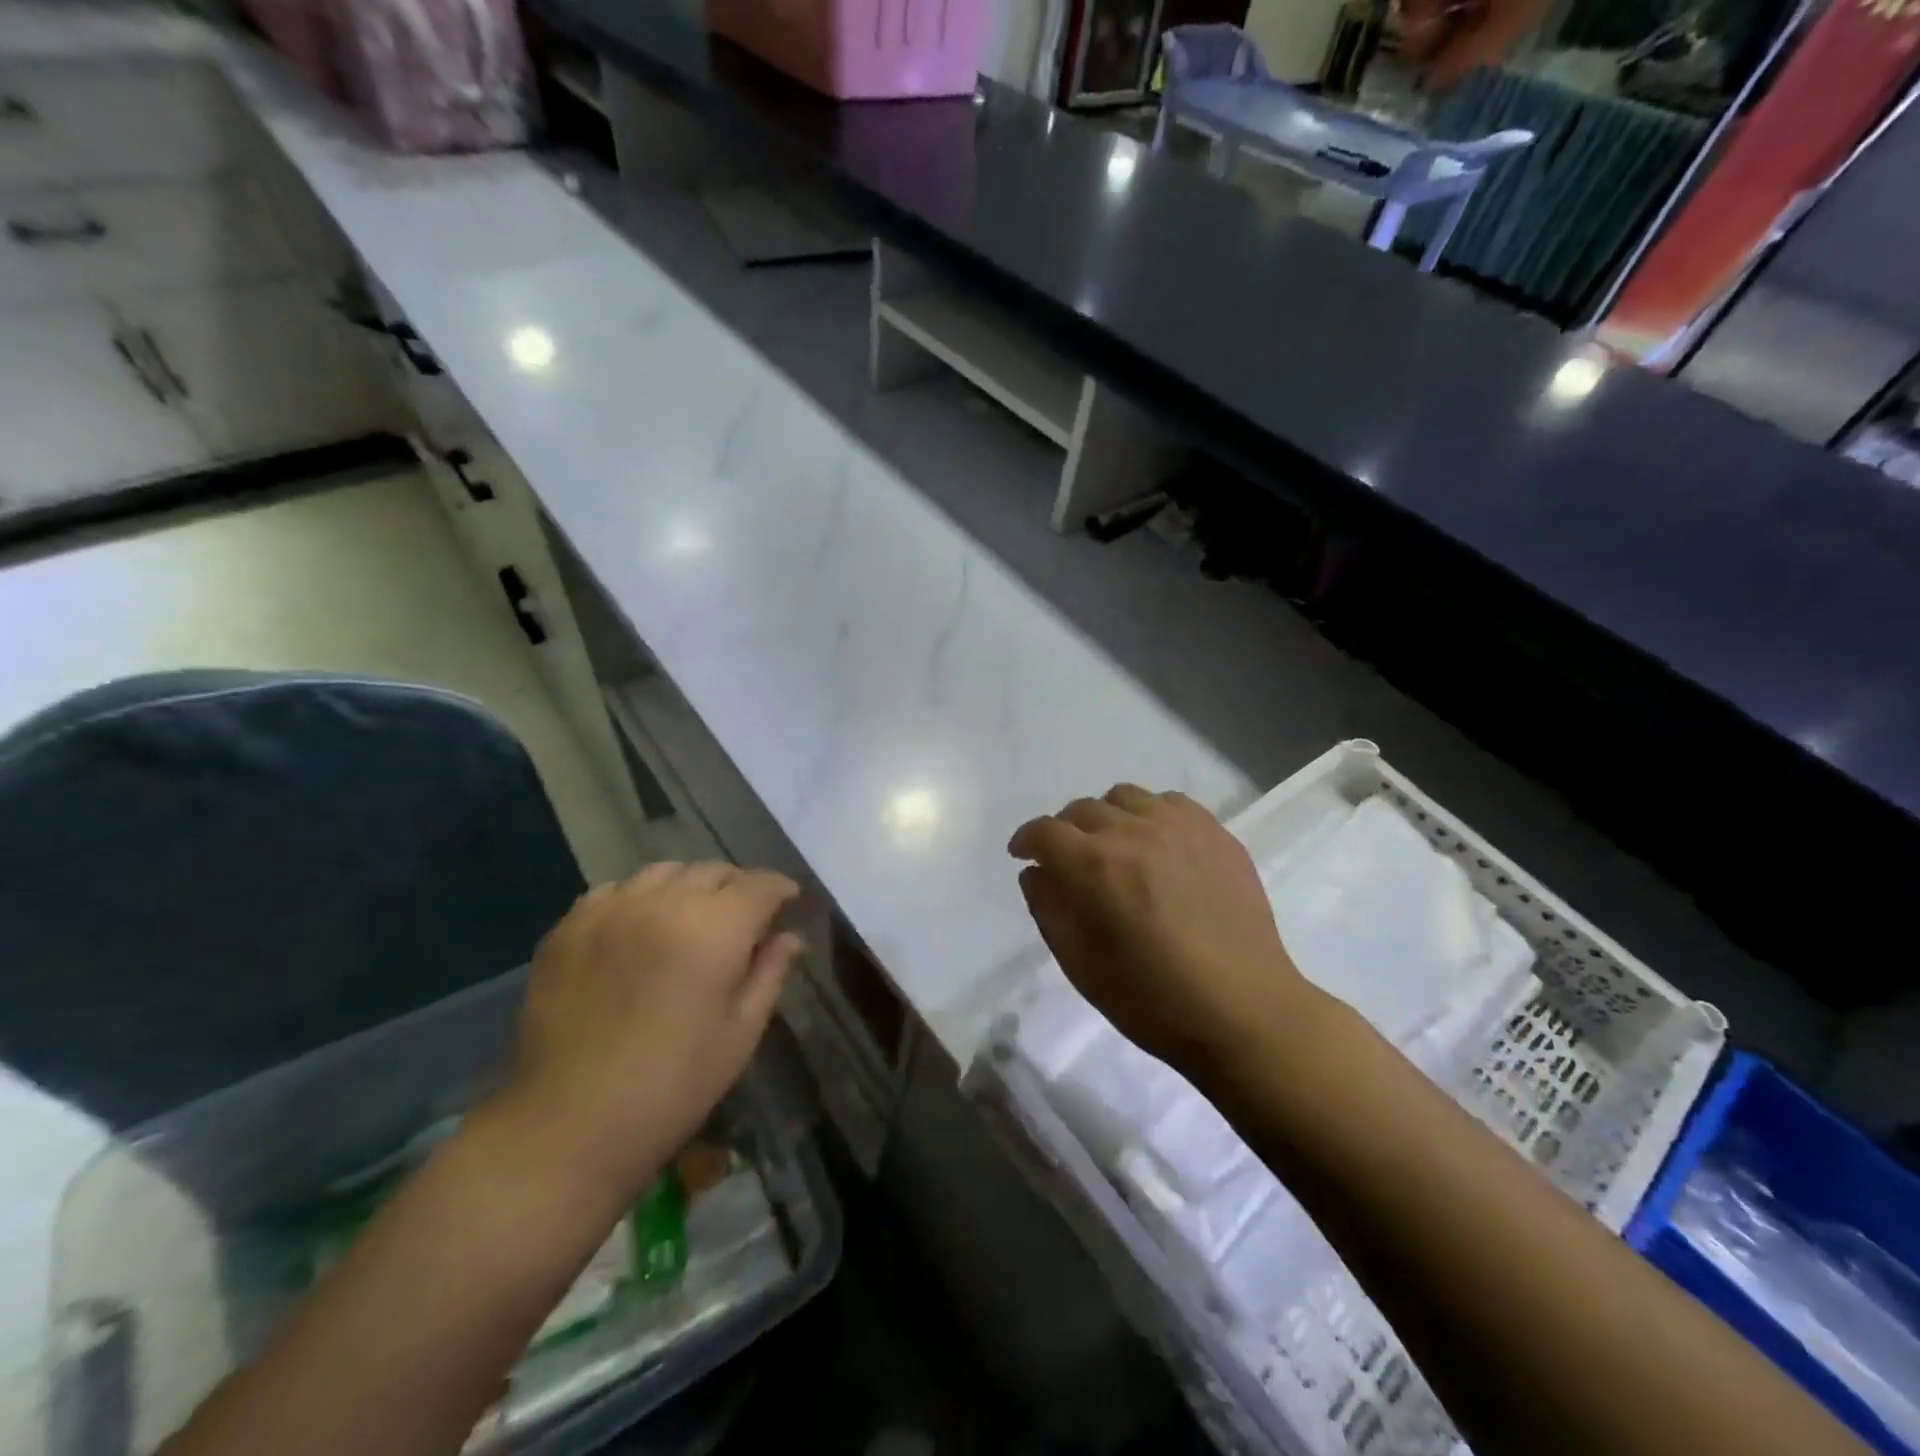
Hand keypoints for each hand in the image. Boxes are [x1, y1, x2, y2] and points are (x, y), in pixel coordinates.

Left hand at [499, 862, 800, 1204]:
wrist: (568, 1125)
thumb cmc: (673, 1085)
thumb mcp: (740, 1033)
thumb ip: (769, 973)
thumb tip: (789, 937)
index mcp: (714, 927)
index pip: (760, 884)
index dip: (780, 890)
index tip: (788, 905)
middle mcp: (663, 902)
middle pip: (712, 871)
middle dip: (736, 889)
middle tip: (741, 922)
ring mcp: (609, 909)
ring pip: (663, 873)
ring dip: (687, 889)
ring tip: (687, 922)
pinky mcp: (568, 927)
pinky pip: (614, 891)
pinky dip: (638, 900)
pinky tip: (637, 932)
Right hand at [1008, 785, 1315, 1077]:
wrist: (1245, 1012)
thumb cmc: (1154, 1001)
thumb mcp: (1082, 966)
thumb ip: (1049, 910)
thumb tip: (1036, 873)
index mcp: (1096, 867)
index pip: (1045, 832)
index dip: (1026, 840)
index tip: (1022, 854)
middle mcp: (1134, 833)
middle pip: (1082, 809)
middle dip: (1064, 831)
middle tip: (1068, 860)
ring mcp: (1180, 827)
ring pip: (1124, 797)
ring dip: (1106, 817)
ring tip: (1114, 847)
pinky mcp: (1216, 833)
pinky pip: (1170, 802)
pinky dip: (1150, 815)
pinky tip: (1157, 844)